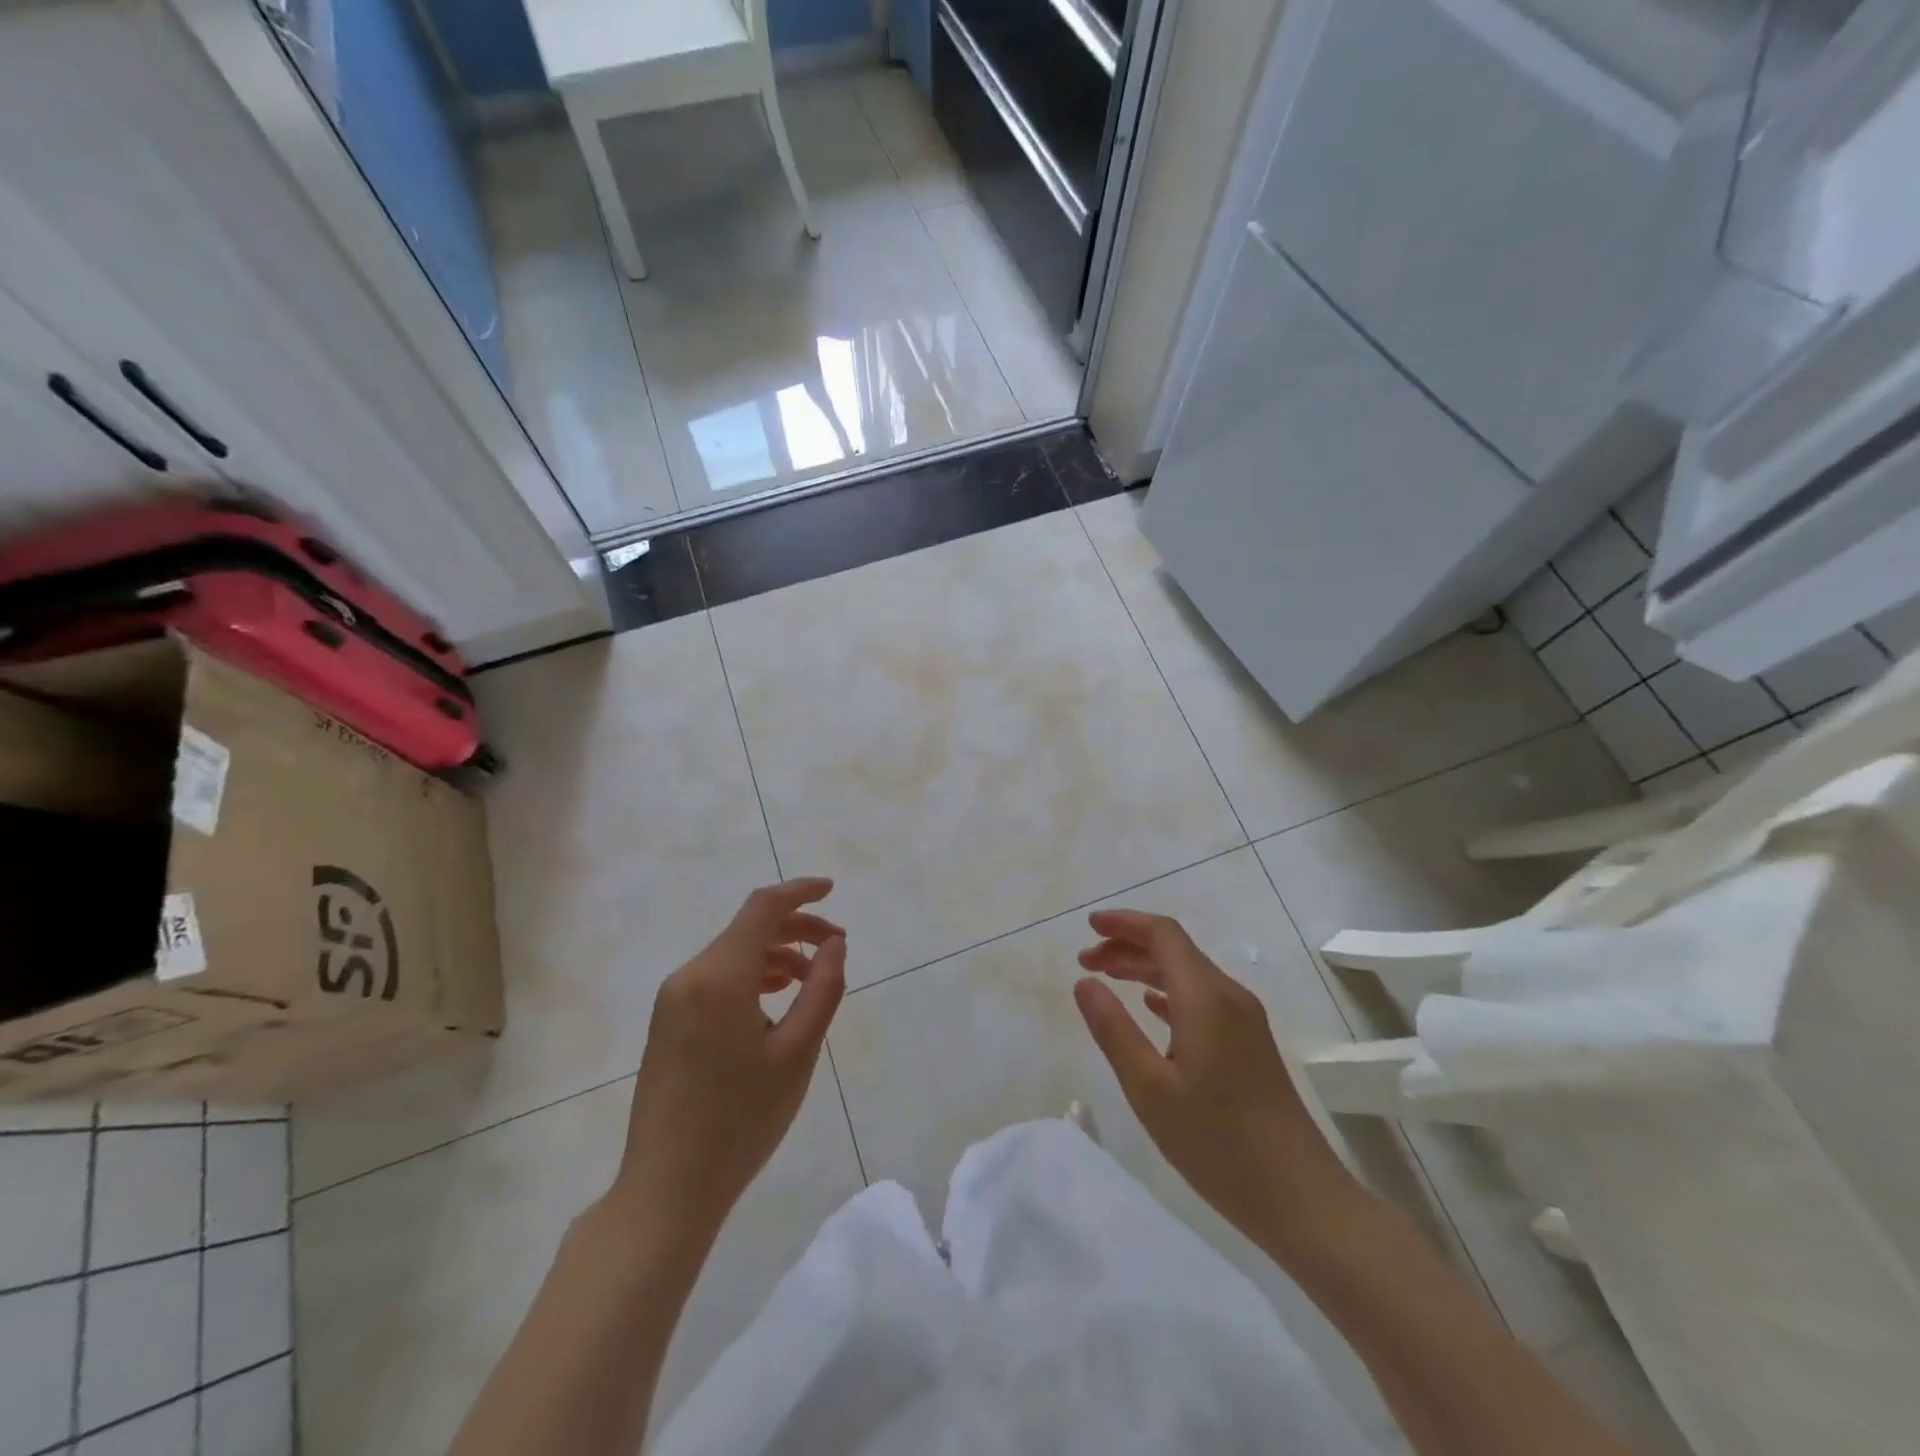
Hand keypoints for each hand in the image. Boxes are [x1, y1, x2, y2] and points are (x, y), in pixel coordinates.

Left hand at [608, 879, 846, 1245]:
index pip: (763, 908)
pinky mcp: (667, 1022)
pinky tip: (775, 1000)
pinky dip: (751, 975)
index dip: (800, 892)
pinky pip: (716, 978)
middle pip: (748, 929)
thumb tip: (833, 944)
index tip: (832, 890)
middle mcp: (689, 976)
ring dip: (775, 954)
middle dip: (795, 928)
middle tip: (836, 946)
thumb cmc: (741, 1121)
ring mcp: (672, 999)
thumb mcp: (797, 1053)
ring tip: (812, 978)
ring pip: (733, 954)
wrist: (667, 1188)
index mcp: (720, 977)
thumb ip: (821, 988)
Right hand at [1074, 909, 1356, 1257]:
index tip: (1088, 927)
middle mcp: (1228, 996)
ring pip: (1188, 974)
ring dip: (1145, 968)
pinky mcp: (1250, 1044)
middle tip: (1086, 962)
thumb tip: (1084, 983)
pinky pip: (1202, 998)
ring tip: (1107, 980)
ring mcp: (1244, 1020)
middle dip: (1128, 946)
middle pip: (1175, 950)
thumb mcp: (1149, 1088)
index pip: (1163, 934)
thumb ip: (1113, 1029)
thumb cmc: (1218, 1143)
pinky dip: (1168, 992)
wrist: (1301, 1199)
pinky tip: (1149, 1008)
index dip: (1124, 923)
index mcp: (1205, 997)